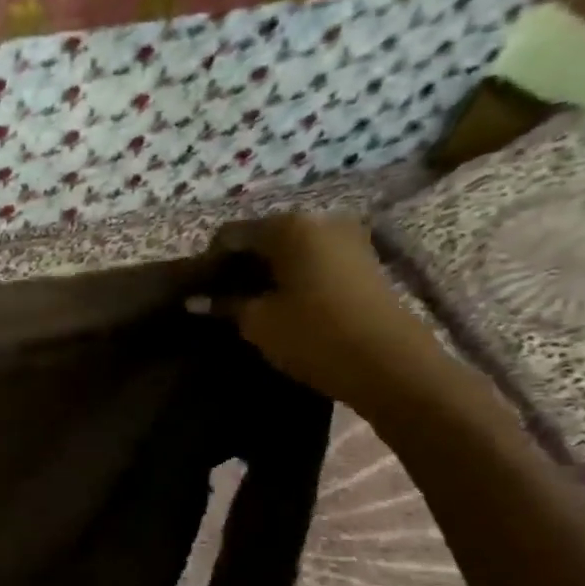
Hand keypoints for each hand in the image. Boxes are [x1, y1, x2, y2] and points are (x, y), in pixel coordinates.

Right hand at [192, 212, 447, 409]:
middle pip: (264, 236)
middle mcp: (319, 220)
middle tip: (222, 297)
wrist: (391, 365)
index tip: (199, 290)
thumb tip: (193, 301)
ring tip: (251, 302)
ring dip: (267, 271)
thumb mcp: (258, 322)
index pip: (231, 234)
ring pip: (290, 248)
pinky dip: (293, 275)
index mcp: (288, 227)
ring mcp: (347, 238)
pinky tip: (283, 302)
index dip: (209, 261)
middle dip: (240, 264)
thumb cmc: (314, 335)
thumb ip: (224, 305)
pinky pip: (314, 259)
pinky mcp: (364, 260)